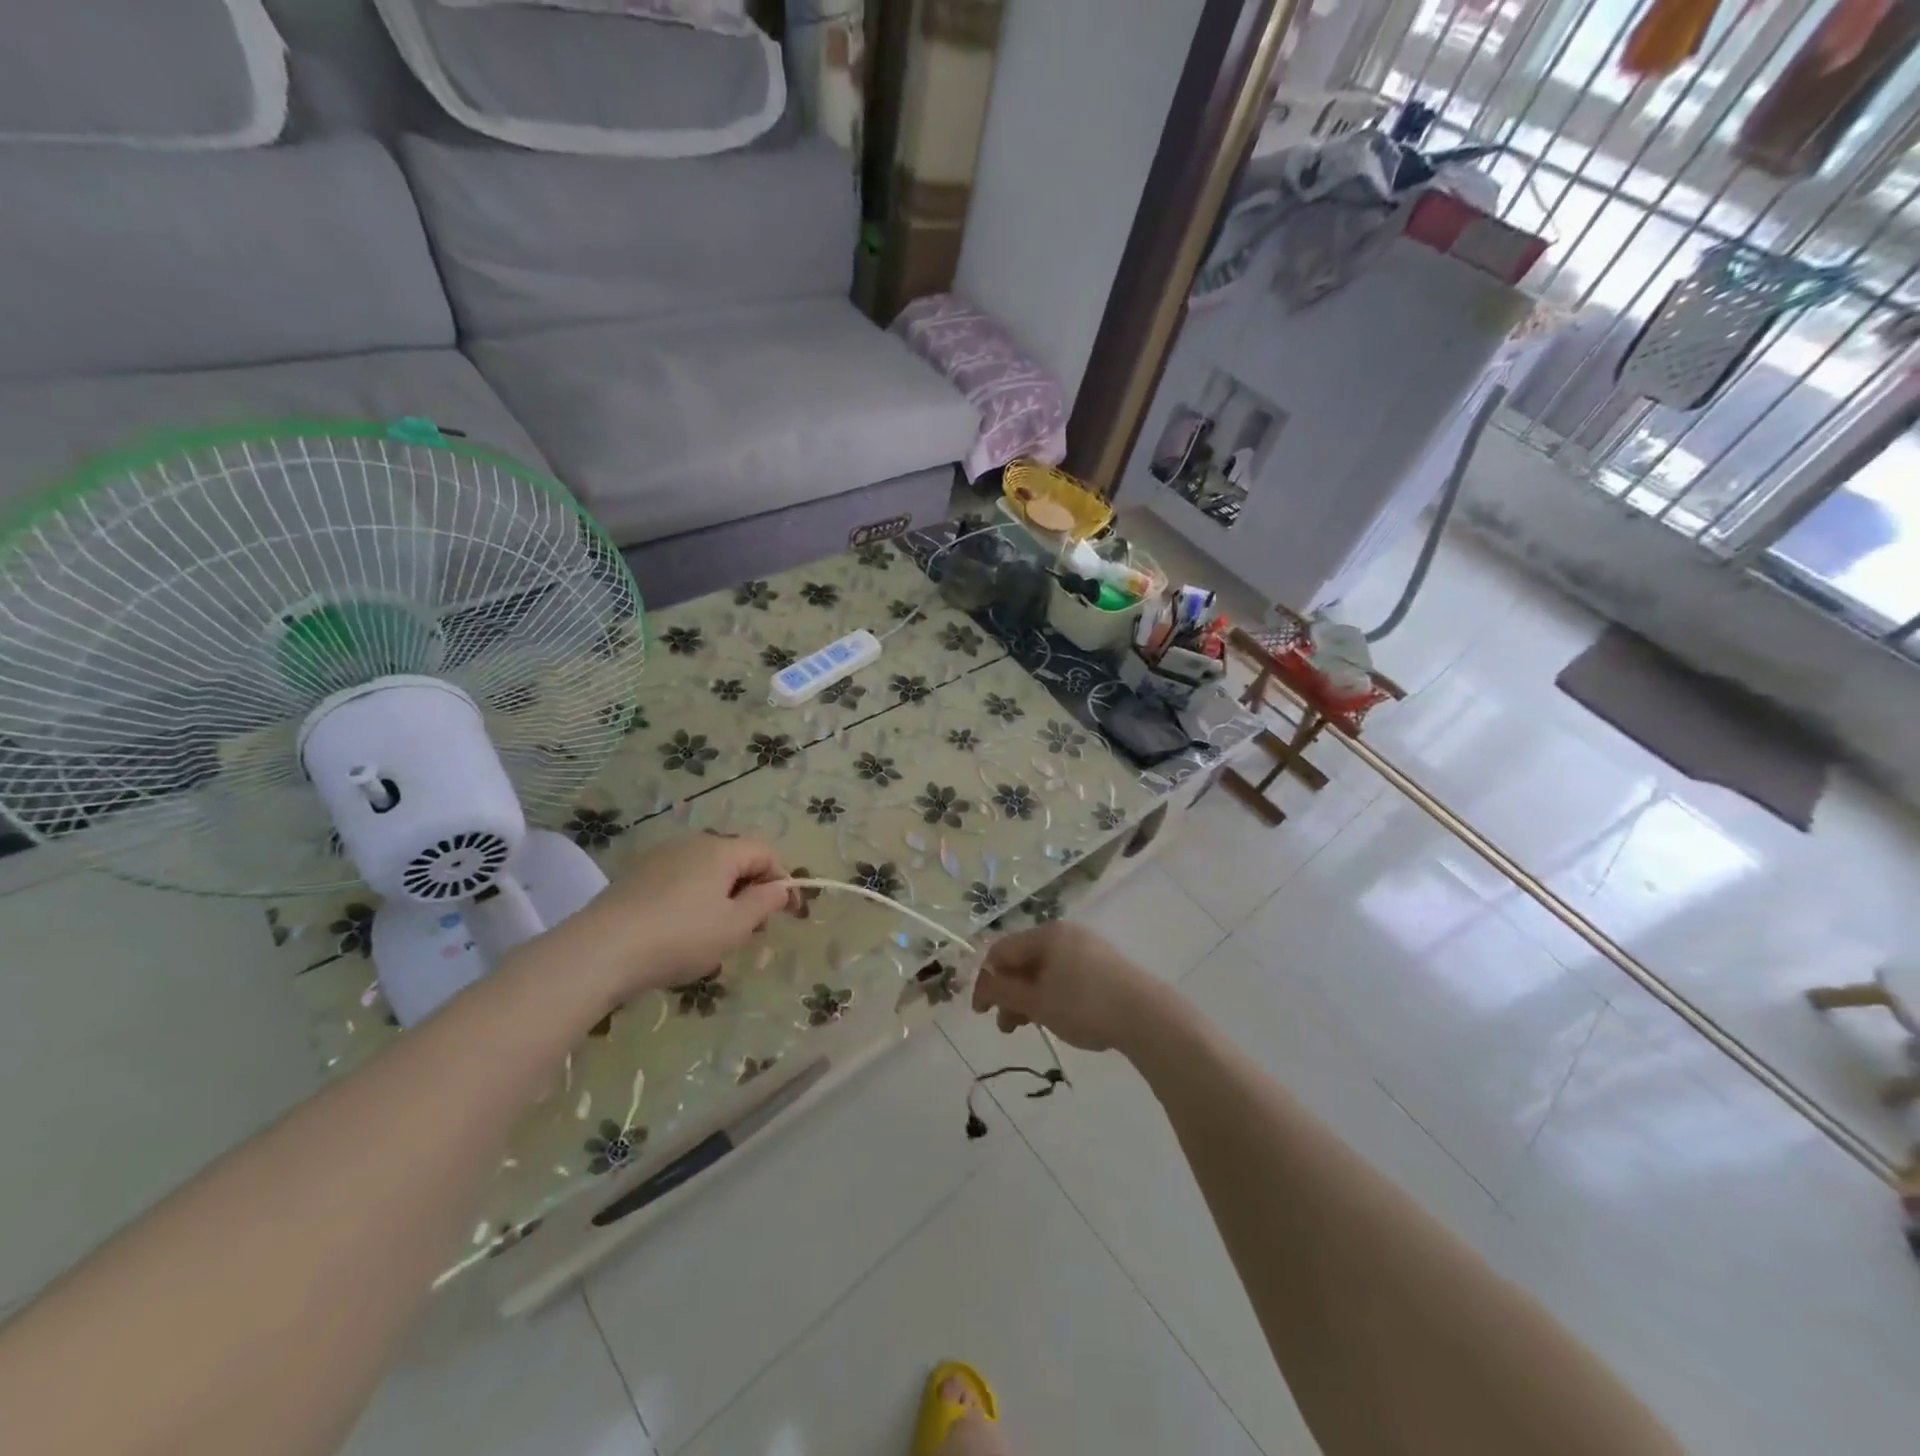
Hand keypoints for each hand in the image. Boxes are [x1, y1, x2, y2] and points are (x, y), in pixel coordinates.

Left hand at [539, 833, 792, 1003]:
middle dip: (751, 890)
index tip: (789, 914)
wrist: (599, 951)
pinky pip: (678, 882)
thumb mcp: (734, 926)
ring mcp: (658, 858)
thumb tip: (781, 888)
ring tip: (717, 935)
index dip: (783, 880)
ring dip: (722, 897)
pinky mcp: (634, 878)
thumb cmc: (680, 937)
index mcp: (720, 850)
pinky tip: (682, 933)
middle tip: (753, 929)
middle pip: (735, 860)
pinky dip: (693, 901)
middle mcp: (691, 844)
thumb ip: (764, 903)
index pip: (765, 853)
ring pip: (705, 872)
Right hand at [971, 922, 1168, 1053]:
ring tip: (1030, 1026)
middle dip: (1009, 992)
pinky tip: (1059, 1017)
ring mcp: (1088, 948)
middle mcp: (1065, 933)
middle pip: (1024, 959)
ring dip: (1030, 997)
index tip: (982, 1012)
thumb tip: (983, 982)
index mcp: (1046, 934)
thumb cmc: (1084, 1005)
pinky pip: (1066, 975)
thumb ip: (1004, 991)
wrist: (1147, 1016)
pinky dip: (1052, 994)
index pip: (1002, 951)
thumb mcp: (1037, 1002)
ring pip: (1045, 969)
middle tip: (1007, 1027)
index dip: (986, 980)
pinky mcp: (1105, 965)